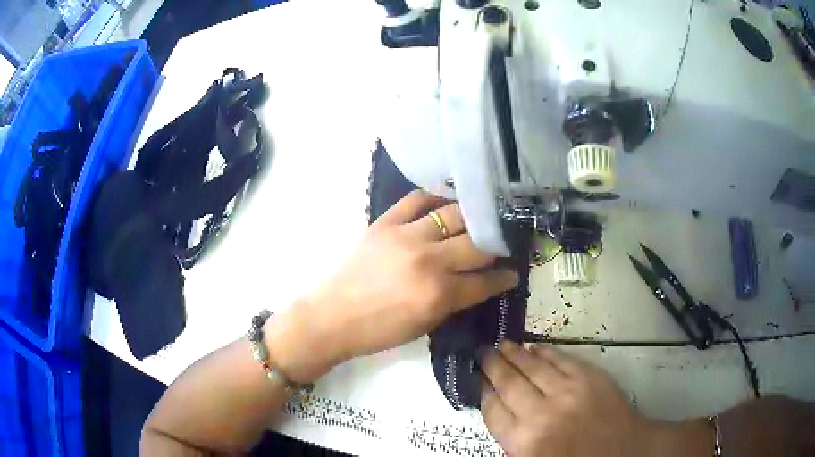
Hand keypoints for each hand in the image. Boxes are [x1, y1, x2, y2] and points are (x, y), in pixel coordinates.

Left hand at [269, 190, 518, 382]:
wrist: (333, 317)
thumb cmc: (380, 331)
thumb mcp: (426, 325)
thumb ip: (455, 300)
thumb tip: (478, 282)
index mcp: (439, 294)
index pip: (486, 280)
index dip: (504, 277)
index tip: (514, 272)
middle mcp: (428, 260)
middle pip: (477, 244)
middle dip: (496, 246)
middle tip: (500, 244)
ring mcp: (405, 236)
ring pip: (454, 215)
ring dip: (473, 219)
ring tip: (480, 220)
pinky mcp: (384, 222)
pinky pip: (416, 199)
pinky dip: (435, 198)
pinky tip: (445, 203)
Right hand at [480, 341, 651, 456]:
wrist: (622, 451)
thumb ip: (513, 439)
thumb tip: (497, 409)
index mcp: (524, 442)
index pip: (493, 411)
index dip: (483, 391)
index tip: (477, 379)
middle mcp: (541, 415)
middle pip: (508, 384)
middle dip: (492, 366)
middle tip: (482, 353)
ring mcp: (567, 392)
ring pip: (532, 367)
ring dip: (514, 354)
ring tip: (502, 344)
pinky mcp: (589, 377)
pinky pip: (561, 359)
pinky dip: (545, 351)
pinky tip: (534, 347)